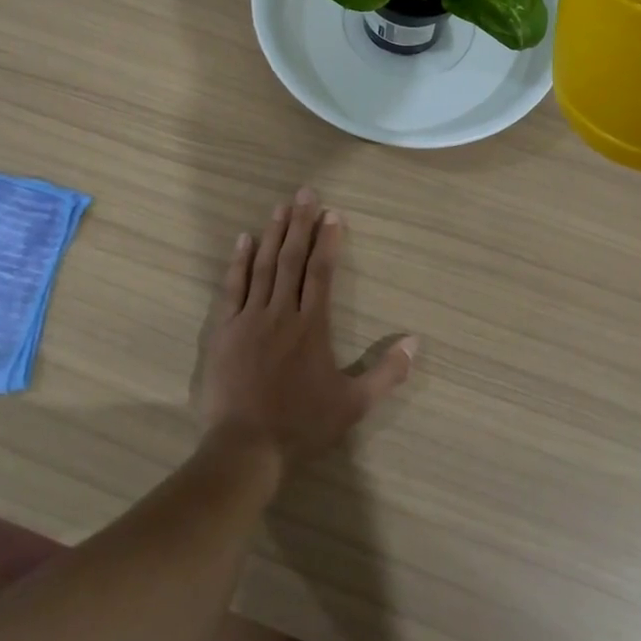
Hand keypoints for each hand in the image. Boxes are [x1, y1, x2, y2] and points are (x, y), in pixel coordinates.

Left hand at [195, 189, 415, 471]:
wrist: (246, 447)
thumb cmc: (302, 424)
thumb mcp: (354, 405)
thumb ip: (387, 373)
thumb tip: (416, 342)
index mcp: (312, 326)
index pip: (322, 272)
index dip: (328, 241)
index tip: (333, 213)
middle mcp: (281, 313)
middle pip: (292, 259)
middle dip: (300, 223)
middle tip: (305, 192)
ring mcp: (249, 318)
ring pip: (263, 266)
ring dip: (273, 233)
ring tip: (280, 206)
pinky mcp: (224, 329)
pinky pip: (232, 287)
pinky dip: (238, 261)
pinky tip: (244, 240)